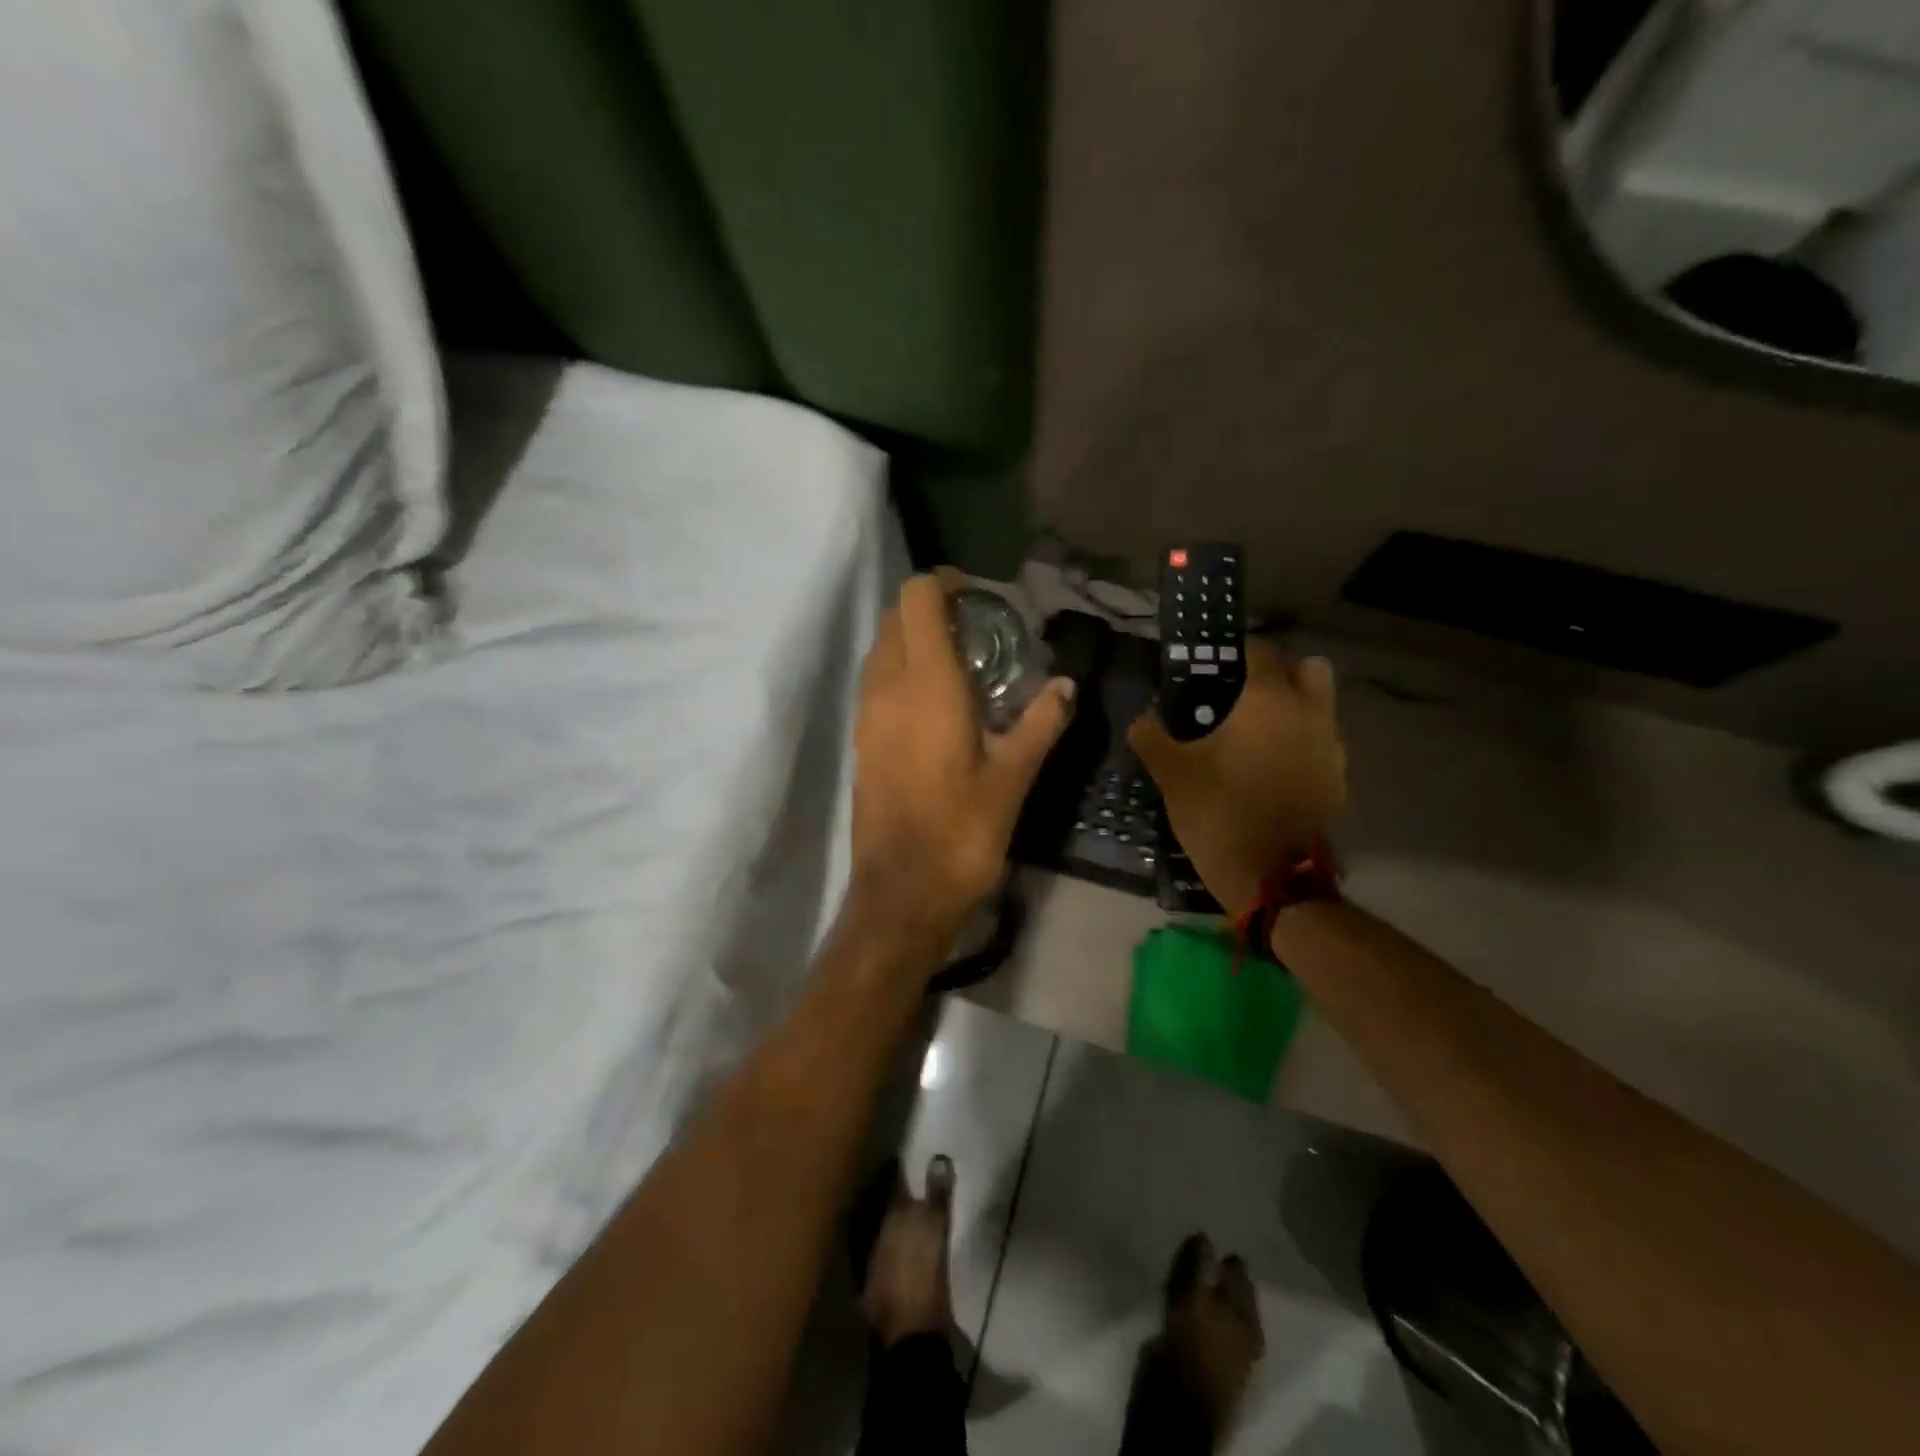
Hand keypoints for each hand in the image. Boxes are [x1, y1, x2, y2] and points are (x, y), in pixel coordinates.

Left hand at [852, 575, 1074, 952]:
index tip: (976, 594)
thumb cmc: (962, 832)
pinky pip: (874, 682)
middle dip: (930, 609)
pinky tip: (934, 702)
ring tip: (958, 662)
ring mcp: (866, 714)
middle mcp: (887, 688)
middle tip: (976, 629)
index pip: (917, 600)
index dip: (943, 583)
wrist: (901, 892)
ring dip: (912, 640)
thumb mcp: (1013, 777)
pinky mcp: (860, 740)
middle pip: (895, 617)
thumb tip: (1067, 686)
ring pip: (880, 649)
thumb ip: (1041, 723)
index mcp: (927, 685)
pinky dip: (899, 671)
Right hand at [1128, 641, 1345, 914]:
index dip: (1236, 654)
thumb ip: (1151, 736)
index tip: (1212, 670)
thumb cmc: (1219, 812)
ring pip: (1321, 705)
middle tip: (1243, 696)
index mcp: (1267, 701)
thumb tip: (1142, 718)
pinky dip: (1303, 743)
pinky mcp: (1338, 779)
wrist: (1272, 877)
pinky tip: (1273, 768)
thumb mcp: (1171, 773)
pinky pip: (1323, 743)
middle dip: (1280, 672)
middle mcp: (1309, 713)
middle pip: (1307, 667)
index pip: (1260, 651)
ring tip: (1257, 734)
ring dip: (1295, 707)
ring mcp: (1330, 747)